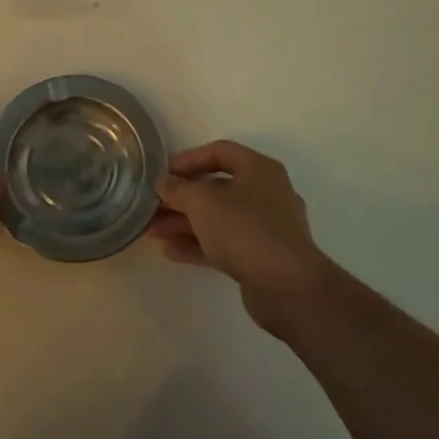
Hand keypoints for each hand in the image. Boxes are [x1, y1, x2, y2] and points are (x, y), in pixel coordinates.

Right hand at [149, 141, 336, 334]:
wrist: (287, 286)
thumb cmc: (244, 229)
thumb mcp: (202, 202)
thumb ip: (178, 189)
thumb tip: (163, 182)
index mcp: (259, 169)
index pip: (220, 152)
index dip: (188, 159)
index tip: (162, 173)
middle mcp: (266, 193)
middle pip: (217, 187)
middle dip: (181, 197)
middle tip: (152, 206)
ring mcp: (266, 227)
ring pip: (218, 218)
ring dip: (185, 223)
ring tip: (152, 231)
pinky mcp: (262, 257)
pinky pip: (225, 243)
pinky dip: (199, 244)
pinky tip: (170, 252)